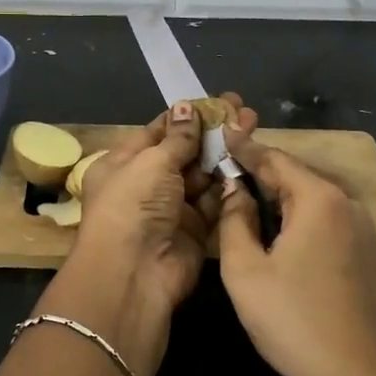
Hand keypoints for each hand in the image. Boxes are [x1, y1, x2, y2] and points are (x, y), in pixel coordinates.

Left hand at [74, 92, 256, 314]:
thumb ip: (177, 138)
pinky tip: (250, 162)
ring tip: (253, 128)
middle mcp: (145, 185)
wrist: (133, 274)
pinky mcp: (195, 231)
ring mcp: (171, 209)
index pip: (157, 132)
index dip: (186, 117)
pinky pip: (214, 202)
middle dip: (212, 132)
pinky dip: (229, 185)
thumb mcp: (151, 163)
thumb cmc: (133, 206)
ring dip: (225, 155)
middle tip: (245, 110)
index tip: (217, 101)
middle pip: (184, 152)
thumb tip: (187, 108)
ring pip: (203, 176)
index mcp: (122, 164)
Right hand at [214, 127, 375, 375]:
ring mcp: (370, 233)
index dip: (245, 147)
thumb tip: (235, 191)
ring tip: (258, 199)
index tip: (223, 131)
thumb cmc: (294, 320)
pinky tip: (293, 238)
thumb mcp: (246, 271)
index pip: (275, 159)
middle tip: (233, 167)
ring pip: (320, 201)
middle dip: (266, 170)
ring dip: (288, 197)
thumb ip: (234, 221)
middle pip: (300, 177)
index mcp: (318, 200)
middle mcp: (350, 206)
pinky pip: (336, 225)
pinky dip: (309, 220)